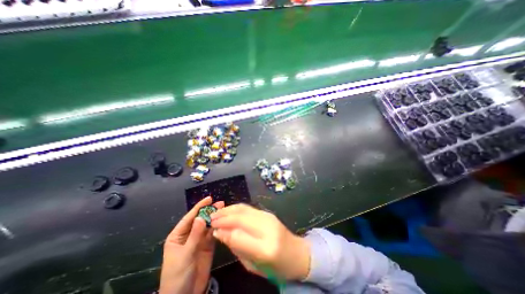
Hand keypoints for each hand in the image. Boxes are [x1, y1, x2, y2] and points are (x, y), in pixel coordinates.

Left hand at [160, 196, 225, 293]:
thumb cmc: (177, 276)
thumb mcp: (185, 254)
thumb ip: (194, 236)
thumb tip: (200, 217)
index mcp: (178, 236)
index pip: (189, 218)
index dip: (199, 207)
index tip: (209, 198)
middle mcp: (189, 235)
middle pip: (200, 220)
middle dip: (209, 211)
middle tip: (221, 203)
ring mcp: (199, 240)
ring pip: (207, 226)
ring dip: (215, 218)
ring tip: (224, 209)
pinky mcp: (207, 246)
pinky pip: (213, 234)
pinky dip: (218, 228)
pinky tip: (224, 221)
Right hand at [210, 203, 308, 280]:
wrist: (297, 253)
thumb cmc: (276, 266)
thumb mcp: (254, 266)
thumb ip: (237, 248)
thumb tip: (221, 233)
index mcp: (266, 248)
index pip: (239, 236)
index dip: (224, 231)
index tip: (213, 230)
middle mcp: (267, 228)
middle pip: (241, 218)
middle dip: (223, 217)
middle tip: (210, 218)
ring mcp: (268, 217)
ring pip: (244, 209)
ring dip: (228, 209)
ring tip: (217, 212)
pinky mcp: (268, 213)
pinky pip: (249, 208)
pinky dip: (236, 208)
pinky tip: (229, 210)